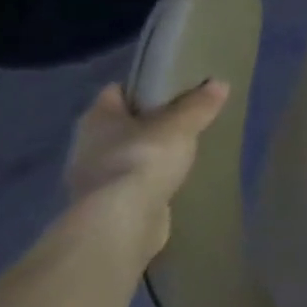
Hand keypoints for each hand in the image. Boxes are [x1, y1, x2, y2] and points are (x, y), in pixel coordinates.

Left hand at [63, 81, 229, 254]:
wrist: (121, 223)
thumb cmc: (143, 159)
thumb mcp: (181, 125)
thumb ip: (199, 105)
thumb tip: (219, 83)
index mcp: (97, 118)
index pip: (117, 92)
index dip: (143, 87)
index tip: (172, 87)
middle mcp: (87, 145)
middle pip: (122, 124)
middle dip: (149, 122)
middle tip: (184, 119)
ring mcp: (93, 179)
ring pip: (126, 155)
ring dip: (148, 154)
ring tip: (183, 151)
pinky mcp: (106, 206)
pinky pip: (131, 183)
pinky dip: (148, 181)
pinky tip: (172, 181)